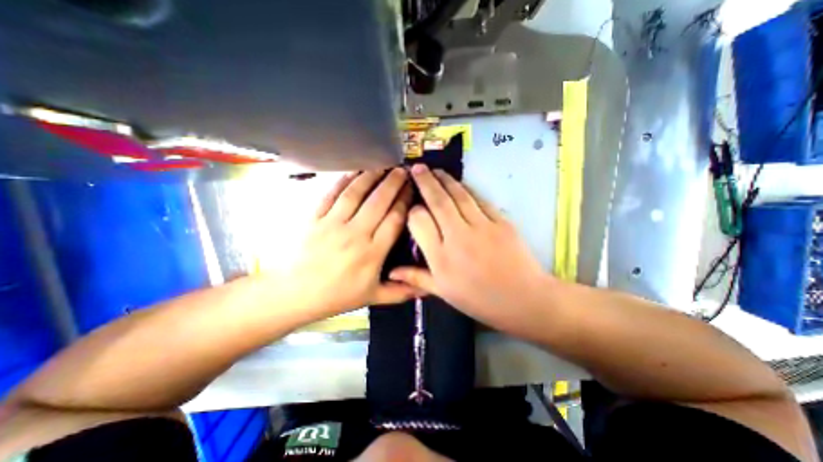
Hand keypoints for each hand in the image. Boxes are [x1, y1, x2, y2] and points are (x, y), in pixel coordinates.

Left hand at [285, 167, 422, 318]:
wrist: (295, 294)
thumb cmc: (337, 296)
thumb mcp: (373, 297)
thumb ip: (401, 292)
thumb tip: (428, 289)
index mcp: (372, 253)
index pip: (394, 220)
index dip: (405, 202)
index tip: (412, 190)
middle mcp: (355, 234)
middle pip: (378, 202)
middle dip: (393, 184)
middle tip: (402, 171)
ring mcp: (333, 224)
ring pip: (356, 194)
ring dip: (371, 177)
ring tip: (383, 166)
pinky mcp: (315, 218)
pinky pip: (331, 195)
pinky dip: (344, 181)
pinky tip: (354, 171)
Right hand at [388, 163, 551, 335]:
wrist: (524, 300)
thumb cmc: (480, 300)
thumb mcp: (444, 293)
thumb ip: (416, 278)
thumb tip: (391, 272)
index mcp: (441, 258)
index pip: (419, 221)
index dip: (413, 210)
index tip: (412, 206)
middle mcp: (458, 237)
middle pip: (438, 201)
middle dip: (425, 181)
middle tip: (417, 167)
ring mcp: (481, 227)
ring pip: (459, 195)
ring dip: (445, 180)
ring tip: (435, 170)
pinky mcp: (501, 221)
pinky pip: (479, 200)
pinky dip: (467, 189)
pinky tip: (460, 184)